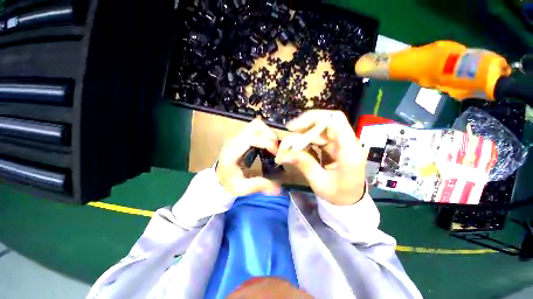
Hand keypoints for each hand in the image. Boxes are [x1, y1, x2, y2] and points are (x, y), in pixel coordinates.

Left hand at [216, 118, 280, 195]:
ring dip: (269, 133)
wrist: (218, 176)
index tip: (276, 154)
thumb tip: (278, 188)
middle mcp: (234, 140)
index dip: (267, 143)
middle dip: (270, 136)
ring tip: (273, 146)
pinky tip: (268, 145)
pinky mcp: (241, 136)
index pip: (251, 138)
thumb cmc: (228, 182)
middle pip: (255, 126)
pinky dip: (265, 133)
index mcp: (232, 152)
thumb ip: (258, 185)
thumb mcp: (241, 188)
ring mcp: (237, 136)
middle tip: (276, 149)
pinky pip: (256, 128)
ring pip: (256, 124)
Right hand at [275, 110, 367, 205]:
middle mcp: (348, 143)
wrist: (350, 201)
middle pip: (327, 121)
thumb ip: (304, 165)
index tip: (294, 127)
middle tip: (288, 135)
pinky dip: (307, 139)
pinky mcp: (336, 145)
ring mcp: (342, 143)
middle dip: (305, 125)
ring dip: (304, 133)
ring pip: (321, 128)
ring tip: (289, 144)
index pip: (336, 120)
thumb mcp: (319, 182)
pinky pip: (320, 136)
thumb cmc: (338, 195)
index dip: (314, 118)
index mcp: (350, 152)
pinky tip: (298, 146)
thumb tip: (283, 154)